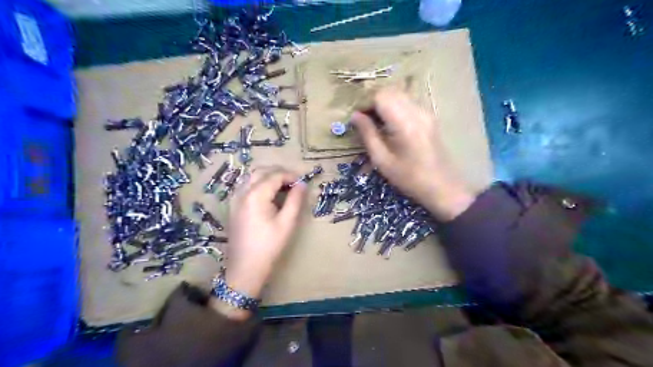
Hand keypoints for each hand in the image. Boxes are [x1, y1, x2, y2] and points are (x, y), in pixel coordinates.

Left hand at [212, 166, 308, 318]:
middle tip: (294, 182)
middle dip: (278, 173)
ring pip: (251, 177)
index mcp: (256, 195)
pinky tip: (268, 194)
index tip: (303, 181)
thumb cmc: (269, 246)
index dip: (290, 175)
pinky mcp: (233, 206)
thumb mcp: (287, 223)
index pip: (275, 176)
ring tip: (283, 186)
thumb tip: (302, 184)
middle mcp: (242, 192)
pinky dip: (259, 184)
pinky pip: (246, 186)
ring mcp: (235, 199)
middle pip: (261, 172)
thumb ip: (295, 200)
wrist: (245, 268)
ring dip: (268, 176)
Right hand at [353, 89, 474, 220]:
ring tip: (376, 123)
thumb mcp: (382, 160)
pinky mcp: (429, 117)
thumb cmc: (409, 178)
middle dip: (373, 101)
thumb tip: (355, 115)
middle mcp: (417, 111)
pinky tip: (391, 125)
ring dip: (384, 103)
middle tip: (365, 120)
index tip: (357, 119)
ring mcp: (426, 112)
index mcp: (405, 122)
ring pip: (399, 95)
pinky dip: (395, 107)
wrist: (443, 187)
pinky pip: (408, 102)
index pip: (380, 95)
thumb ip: (367, 134)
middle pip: (390, 91)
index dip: (365, 103)